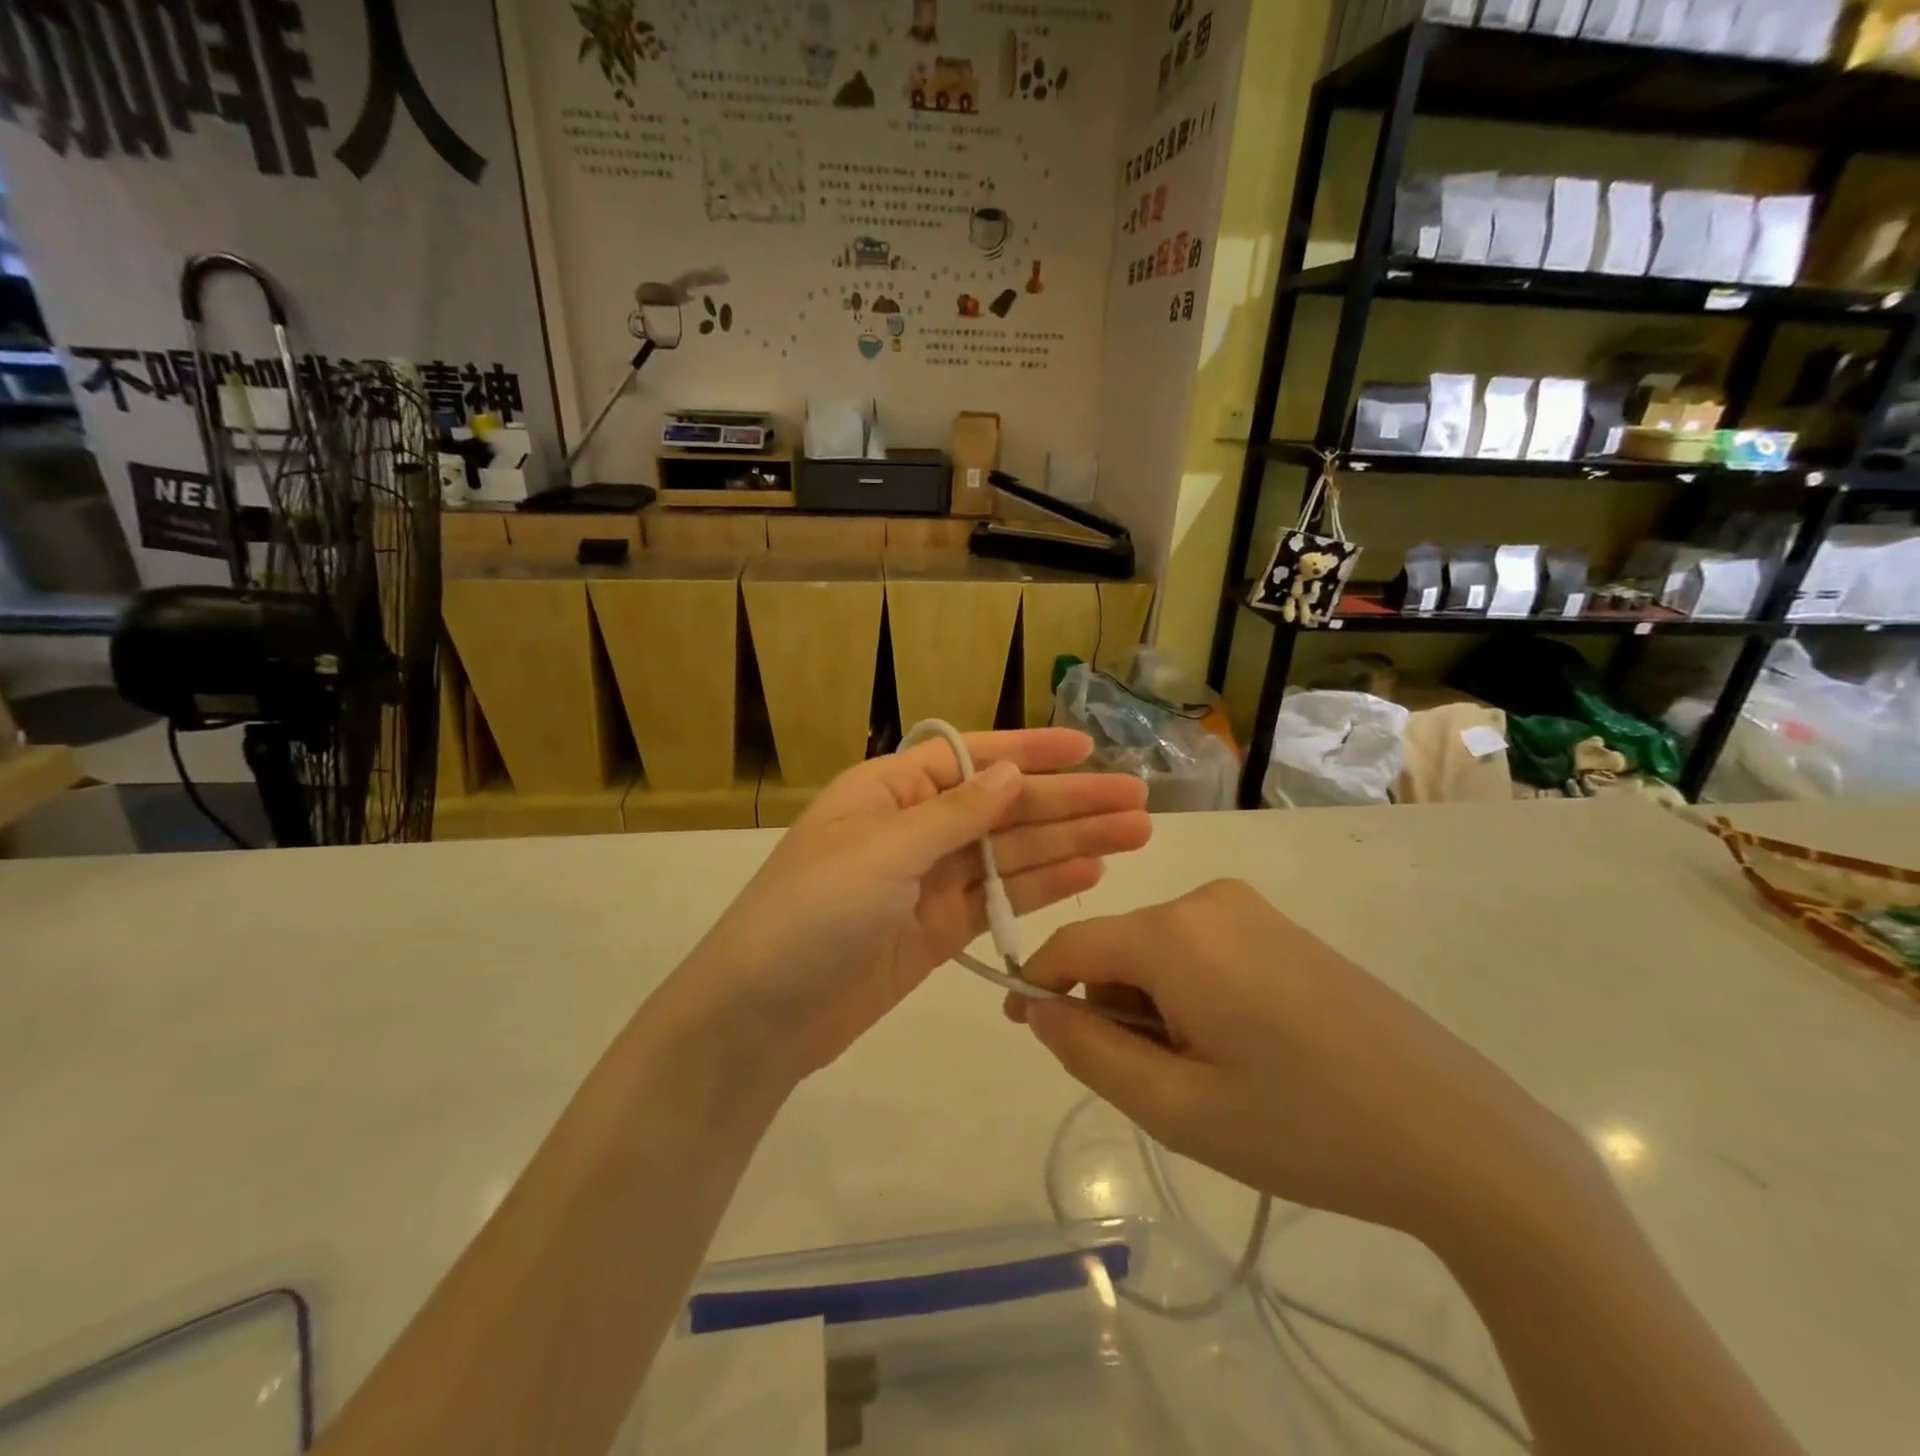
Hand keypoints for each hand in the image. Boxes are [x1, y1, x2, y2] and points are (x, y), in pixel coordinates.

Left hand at [678, 729, 1150, 1078]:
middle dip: (1069, 801)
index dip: (1031, 750)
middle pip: (1004, 807)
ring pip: (1011, 853)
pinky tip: (1091, 872)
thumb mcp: (882, 850)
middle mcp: (914, 828)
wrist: (761, 1016)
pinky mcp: (938, 930)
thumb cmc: (812, 913)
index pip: (971, 757)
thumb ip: (954, 814)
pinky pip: (1000, 899)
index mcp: (890, 790)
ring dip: (1070, 842)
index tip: (1088, 748)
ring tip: (1135, 833)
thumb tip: (1011, 774)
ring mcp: (929, 882)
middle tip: (1138, 800)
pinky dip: (1043, 886)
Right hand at [1008, 880, 1583, 1244]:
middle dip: (1113, 1008)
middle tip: (1157, 1085)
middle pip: (1119, 948)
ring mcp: (1251, 909)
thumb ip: (1090, 1054)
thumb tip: (1040, 1010)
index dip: (1039, 984)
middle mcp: (1208, 900)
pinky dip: (1192, 993)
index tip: (1023, 1027)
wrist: (1460, 1135)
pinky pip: (1202, 949)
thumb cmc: (1306, 1128)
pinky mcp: (1281, 928)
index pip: (1074, 943)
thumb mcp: (1179, 1110)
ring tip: (1209, 1075)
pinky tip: (1244, 1048)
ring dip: (1155, 1006)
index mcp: (1177, 934)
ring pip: (1160, 950)